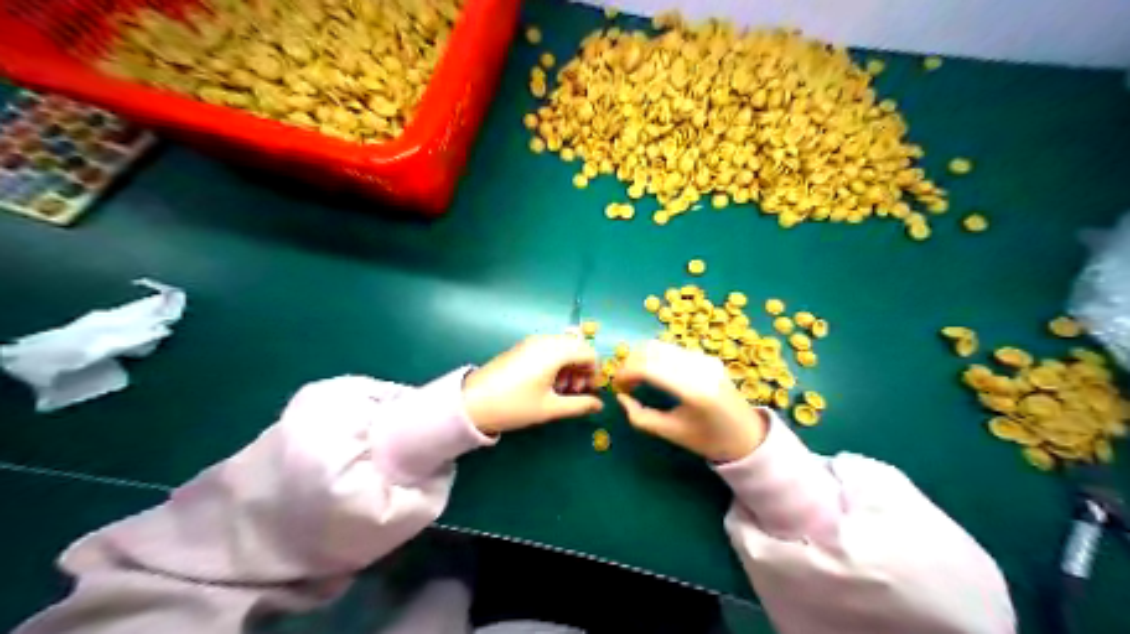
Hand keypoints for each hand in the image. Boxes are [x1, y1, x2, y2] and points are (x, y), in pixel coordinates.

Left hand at [460, 336, 603, 435]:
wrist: (472, 402)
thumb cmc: (515, 405)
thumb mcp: (550, 408)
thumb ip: (579, 405)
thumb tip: (599, 404)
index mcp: (555, 352)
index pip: (589, 353)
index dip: (595, 373)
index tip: (590, 392)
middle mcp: (546, 341)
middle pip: (577, 348)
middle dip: (582, 370)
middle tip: (574, 393)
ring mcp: (532, 342)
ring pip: (563, 348)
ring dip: (569, 367)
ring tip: (560, 391)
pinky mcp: (522, 347)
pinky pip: (549, 349)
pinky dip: (556, 364)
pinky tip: (547, 384)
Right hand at [610, 342, 768, 459]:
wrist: (748, 436)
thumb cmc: (709, 440)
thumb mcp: (672, 433)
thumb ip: (642, 418)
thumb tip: (621, 398)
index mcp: (692, 390)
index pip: (648, 368)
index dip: (625, 373)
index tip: (615, 386)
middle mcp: (699, 367)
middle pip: (652, 350)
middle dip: (631, 362)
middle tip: (623, 383)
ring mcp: (705, 359)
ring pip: (661, 346)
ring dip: (642, 358)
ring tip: (636, 379)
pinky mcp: (707, 357)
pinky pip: (673, 350)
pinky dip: (656, 358)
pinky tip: (654, 375)